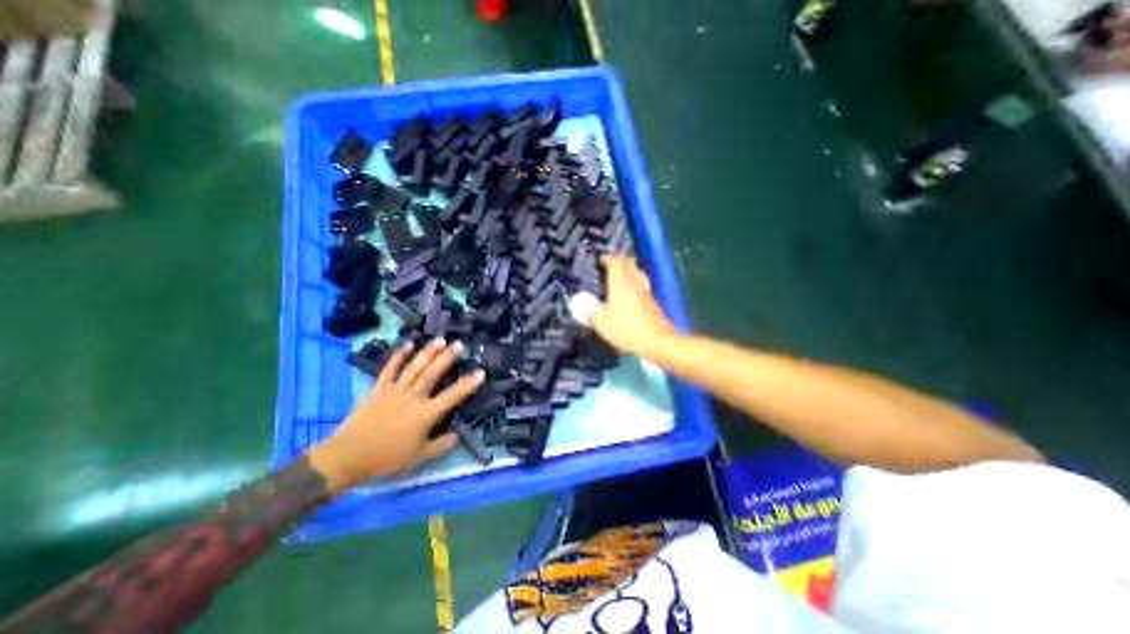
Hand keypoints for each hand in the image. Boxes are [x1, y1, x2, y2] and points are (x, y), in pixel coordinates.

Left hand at [308, 337, 481, 490]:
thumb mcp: (419, 458)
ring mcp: (395, 390)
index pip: (452, 396)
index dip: (468, 384)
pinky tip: (408, 344)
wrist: (347, 457)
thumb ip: (442, 446)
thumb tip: (458, 435)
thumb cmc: (387, 458)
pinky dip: (399, 356)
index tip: (481, 372)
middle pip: (433, 374)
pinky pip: (390, 369)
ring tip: (440, 340)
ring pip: (415, 367)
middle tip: (459, 344)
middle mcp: (413, 397)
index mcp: (425, 414)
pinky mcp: (379, 388)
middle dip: (447, 358)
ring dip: (428, 352)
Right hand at [593, 256, 678, 358]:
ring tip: (619, 276)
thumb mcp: (600, 322)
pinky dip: (634, 284)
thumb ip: (589, 312)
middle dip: (619, 261)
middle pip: (629, 263)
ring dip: (628, 271)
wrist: (658, 341)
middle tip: (609, 265)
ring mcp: (646, 291)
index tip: (600, 259)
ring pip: (637, 273)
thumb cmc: (626, 328)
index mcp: (620, 282)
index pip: (615, 261)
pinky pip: (642, 286)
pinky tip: (630, 294)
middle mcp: (634, 282)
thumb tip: (581, 306)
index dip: (607, 258)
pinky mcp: (653, 302)